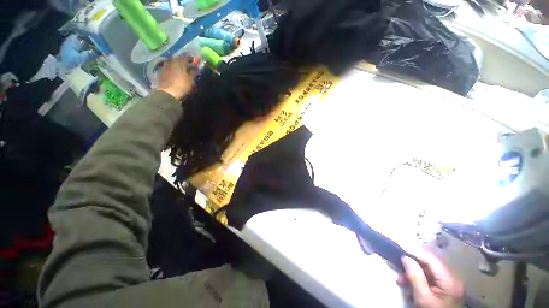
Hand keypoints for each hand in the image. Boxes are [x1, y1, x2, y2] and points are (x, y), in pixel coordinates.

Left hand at [157, 55, 196, 100]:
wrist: (168, 92)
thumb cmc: (181, 85)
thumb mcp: (190, 79)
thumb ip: (193, 72)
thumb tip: (195, 68)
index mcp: (179, 62)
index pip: (186, 57)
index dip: (190, 58)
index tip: (194, 60)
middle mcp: (171, 62)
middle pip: (177, 59)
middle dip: (182, 61)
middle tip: (187, 64)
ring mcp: (165, 66)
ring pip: (172, 63)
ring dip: (176, 65)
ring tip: (181, 69)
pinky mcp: (161, 72)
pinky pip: (168, 68)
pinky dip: (172, 69)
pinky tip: (174, 73)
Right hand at [398, 252, 463, 307]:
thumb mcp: (422, 297)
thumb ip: (415, 277)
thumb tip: (405, 257)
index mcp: (449, 280)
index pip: (430, 259)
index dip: (414, 254)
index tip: (399, 253)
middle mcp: (452, 278)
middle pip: (429, 265)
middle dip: (412, 266)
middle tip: (398, 271)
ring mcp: (449, 284)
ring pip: (427, 271)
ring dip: (413, 274)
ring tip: (401, 281)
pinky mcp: (445, 289)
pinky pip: (429, 278)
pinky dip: (418, 280)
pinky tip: (410, 286)